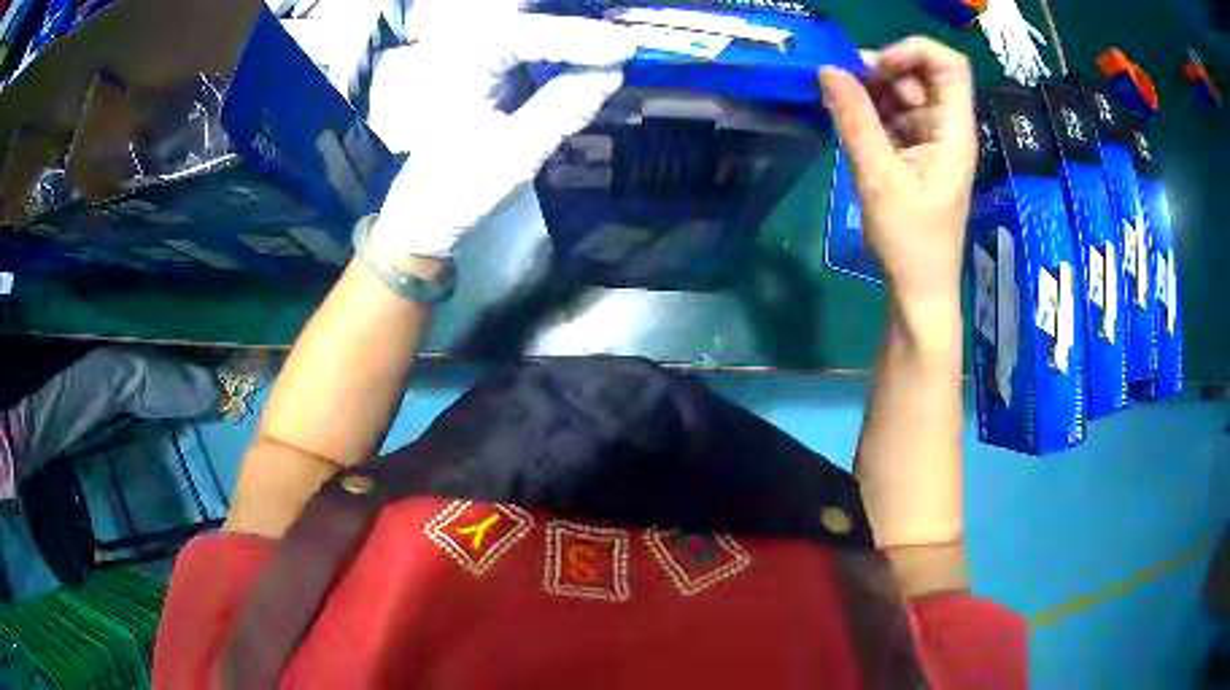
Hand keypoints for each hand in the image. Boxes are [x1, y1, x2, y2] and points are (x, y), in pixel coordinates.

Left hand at [368, 3, 637, 259]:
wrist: (426, 214)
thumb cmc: (461, 189)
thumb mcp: (515, 155)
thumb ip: (562, 109)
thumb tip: (612, 73)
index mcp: (457, 68)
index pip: (519, 35)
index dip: (574, 36)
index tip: (622, 48)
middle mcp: (461, 49)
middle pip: (521, 16)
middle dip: (570, 22)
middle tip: (620, 38)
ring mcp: (472, 54)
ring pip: (524, 22)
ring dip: (567, 30)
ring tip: (611, 42)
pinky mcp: (485, 66)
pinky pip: (526, 41)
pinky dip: (558, 43)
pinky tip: (587, 52)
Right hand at [818, 38, 975, 318]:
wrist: (919, 289)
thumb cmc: (910, 241)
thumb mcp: (878, 178)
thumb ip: (854, 120)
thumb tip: (828, 70)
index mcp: (954, 132)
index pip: (948, 65)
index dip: (912, 51)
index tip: (874, 67)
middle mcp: (947, 129)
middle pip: (923, 74)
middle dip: (884, 70)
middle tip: (845, 85)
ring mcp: (932, 140)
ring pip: (906, 93)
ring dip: (873, 90)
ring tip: (843, 106)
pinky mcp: (917, 153)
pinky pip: (896, 116)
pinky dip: (872, 111)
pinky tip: (851, 124)